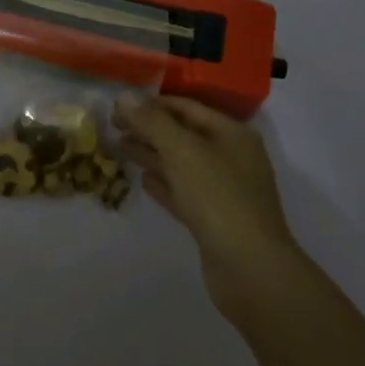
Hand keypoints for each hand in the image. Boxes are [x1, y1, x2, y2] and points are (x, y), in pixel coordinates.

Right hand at [113, 94, 302, 313]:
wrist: (250, 269)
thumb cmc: (218, 197)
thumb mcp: (182, 150)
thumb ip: (151, 121)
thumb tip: (123, 96)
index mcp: (232, 134)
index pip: (186, 107)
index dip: (152, 104)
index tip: (119, 106)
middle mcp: (231, 157)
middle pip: (183, 135)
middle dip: (149, 129)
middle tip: (114, 127)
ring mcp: (225, 191)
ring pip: (182, 164)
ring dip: (152, 155)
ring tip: (121, 148)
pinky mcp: (215, 221)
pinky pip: (184, 193)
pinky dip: (164, 184)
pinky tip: (143, 181)